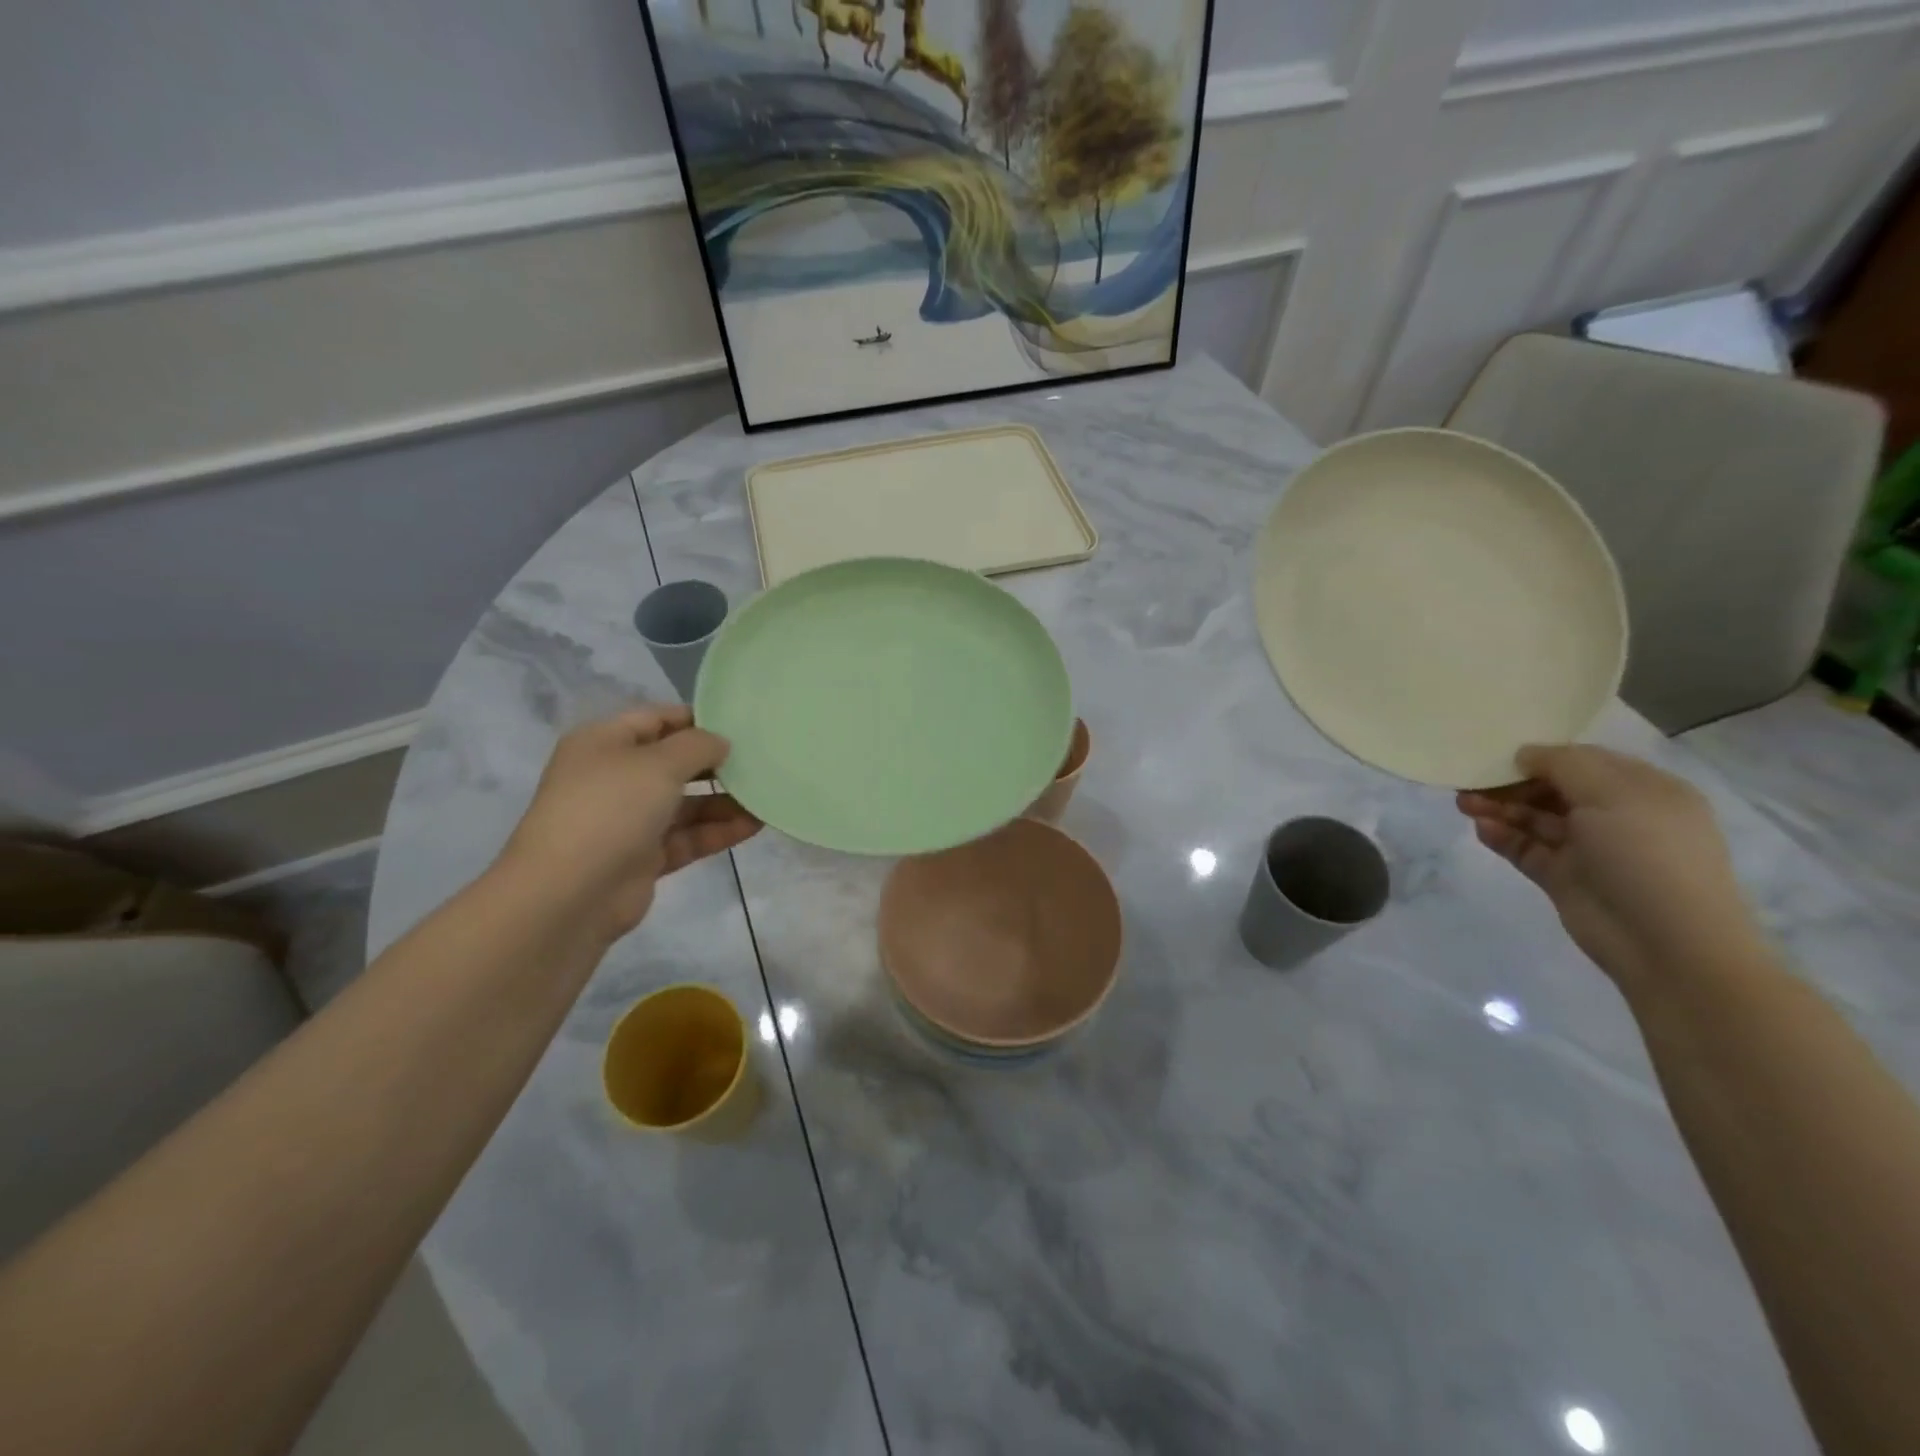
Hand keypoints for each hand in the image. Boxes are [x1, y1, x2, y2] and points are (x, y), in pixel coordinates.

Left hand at [496, 707, 760, 942]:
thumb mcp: (658, 763)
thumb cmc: (610, 809)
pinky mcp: (643, 857)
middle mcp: (614, 778)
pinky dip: (718, 831)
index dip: (697, 719)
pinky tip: (754, 825)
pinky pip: (687, 837)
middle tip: (760, 761)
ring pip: (685, 804)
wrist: (569, 894)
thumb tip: (720, 743)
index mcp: (603, 744)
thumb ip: (697, 746)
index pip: (656, 719)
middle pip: (673, 763)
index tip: (741, 725)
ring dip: (724, 800)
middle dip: (716, 763)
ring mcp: (628, 820)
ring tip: (766, 797)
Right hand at [1457, 745, 1762, 994]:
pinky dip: (1502, 837)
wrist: (1667, 943)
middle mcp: (1617, 817)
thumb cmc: (1647, 854)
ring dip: (1500, 808)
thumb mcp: (1612, 793)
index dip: (1542, 755)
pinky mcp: (1563, 878)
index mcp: (1643, 791)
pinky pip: (1526, 849)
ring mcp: (1589, 850)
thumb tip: (1524, 754)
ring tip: (1463, 803)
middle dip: (1512, 783)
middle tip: (1470, 781)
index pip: (1584, 762)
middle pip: (1553, 790)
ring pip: (1534, 819)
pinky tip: (1482, 830)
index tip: (1499, 754)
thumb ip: (1563, 764)